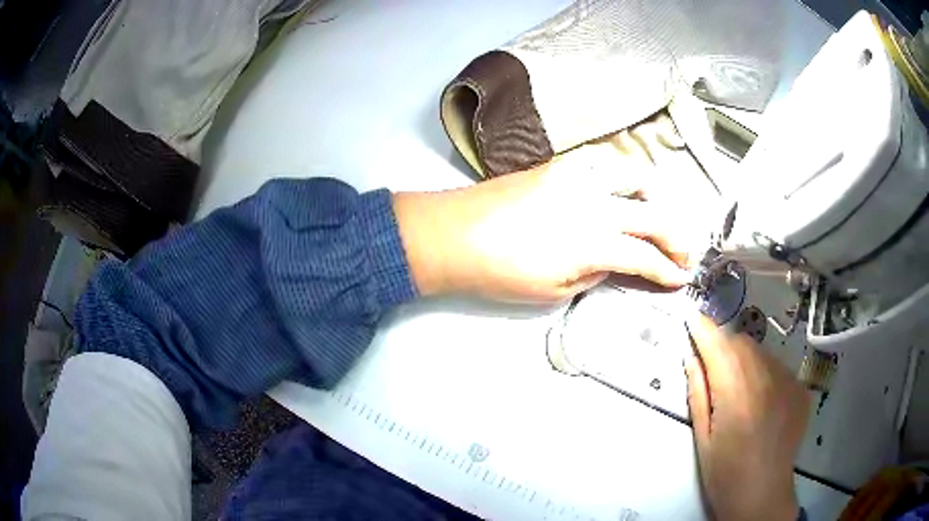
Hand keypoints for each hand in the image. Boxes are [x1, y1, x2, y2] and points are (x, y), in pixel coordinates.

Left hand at [393, 157, 699, 302]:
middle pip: (651, 215)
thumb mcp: (554, 290)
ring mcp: (576, 178)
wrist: (455, 234)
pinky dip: (620, 175)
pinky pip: (601, 162)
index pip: (643, 257)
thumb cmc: (501, 272)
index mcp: (591, 242)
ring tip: (656, 214)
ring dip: (652, 196)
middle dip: (676, 237)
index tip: (681, 279)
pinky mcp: (558, 165)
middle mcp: (593, 203)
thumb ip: (594, 273)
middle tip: (685, 253)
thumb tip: (613, 260)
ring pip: (631, 176)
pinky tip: (619, 188)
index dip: (667, 270)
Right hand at [686, 315, 810, 520]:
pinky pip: (778, 368)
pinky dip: (765, 373)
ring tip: (739, 389)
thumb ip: (698, 393)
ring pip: (761, 352)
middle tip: (714, 367)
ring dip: (745, 359)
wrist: (762, 494)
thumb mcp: (702, 437)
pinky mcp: (800, 389)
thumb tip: (692, 358)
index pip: (717, 344)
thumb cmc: (724, 473)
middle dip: (724, 346)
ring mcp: (788, 381)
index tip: (692, 318)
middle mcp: (766, 377)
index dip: (703, 329)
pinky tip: (762, 400)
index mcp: (736, 391)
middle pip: (741, 343)